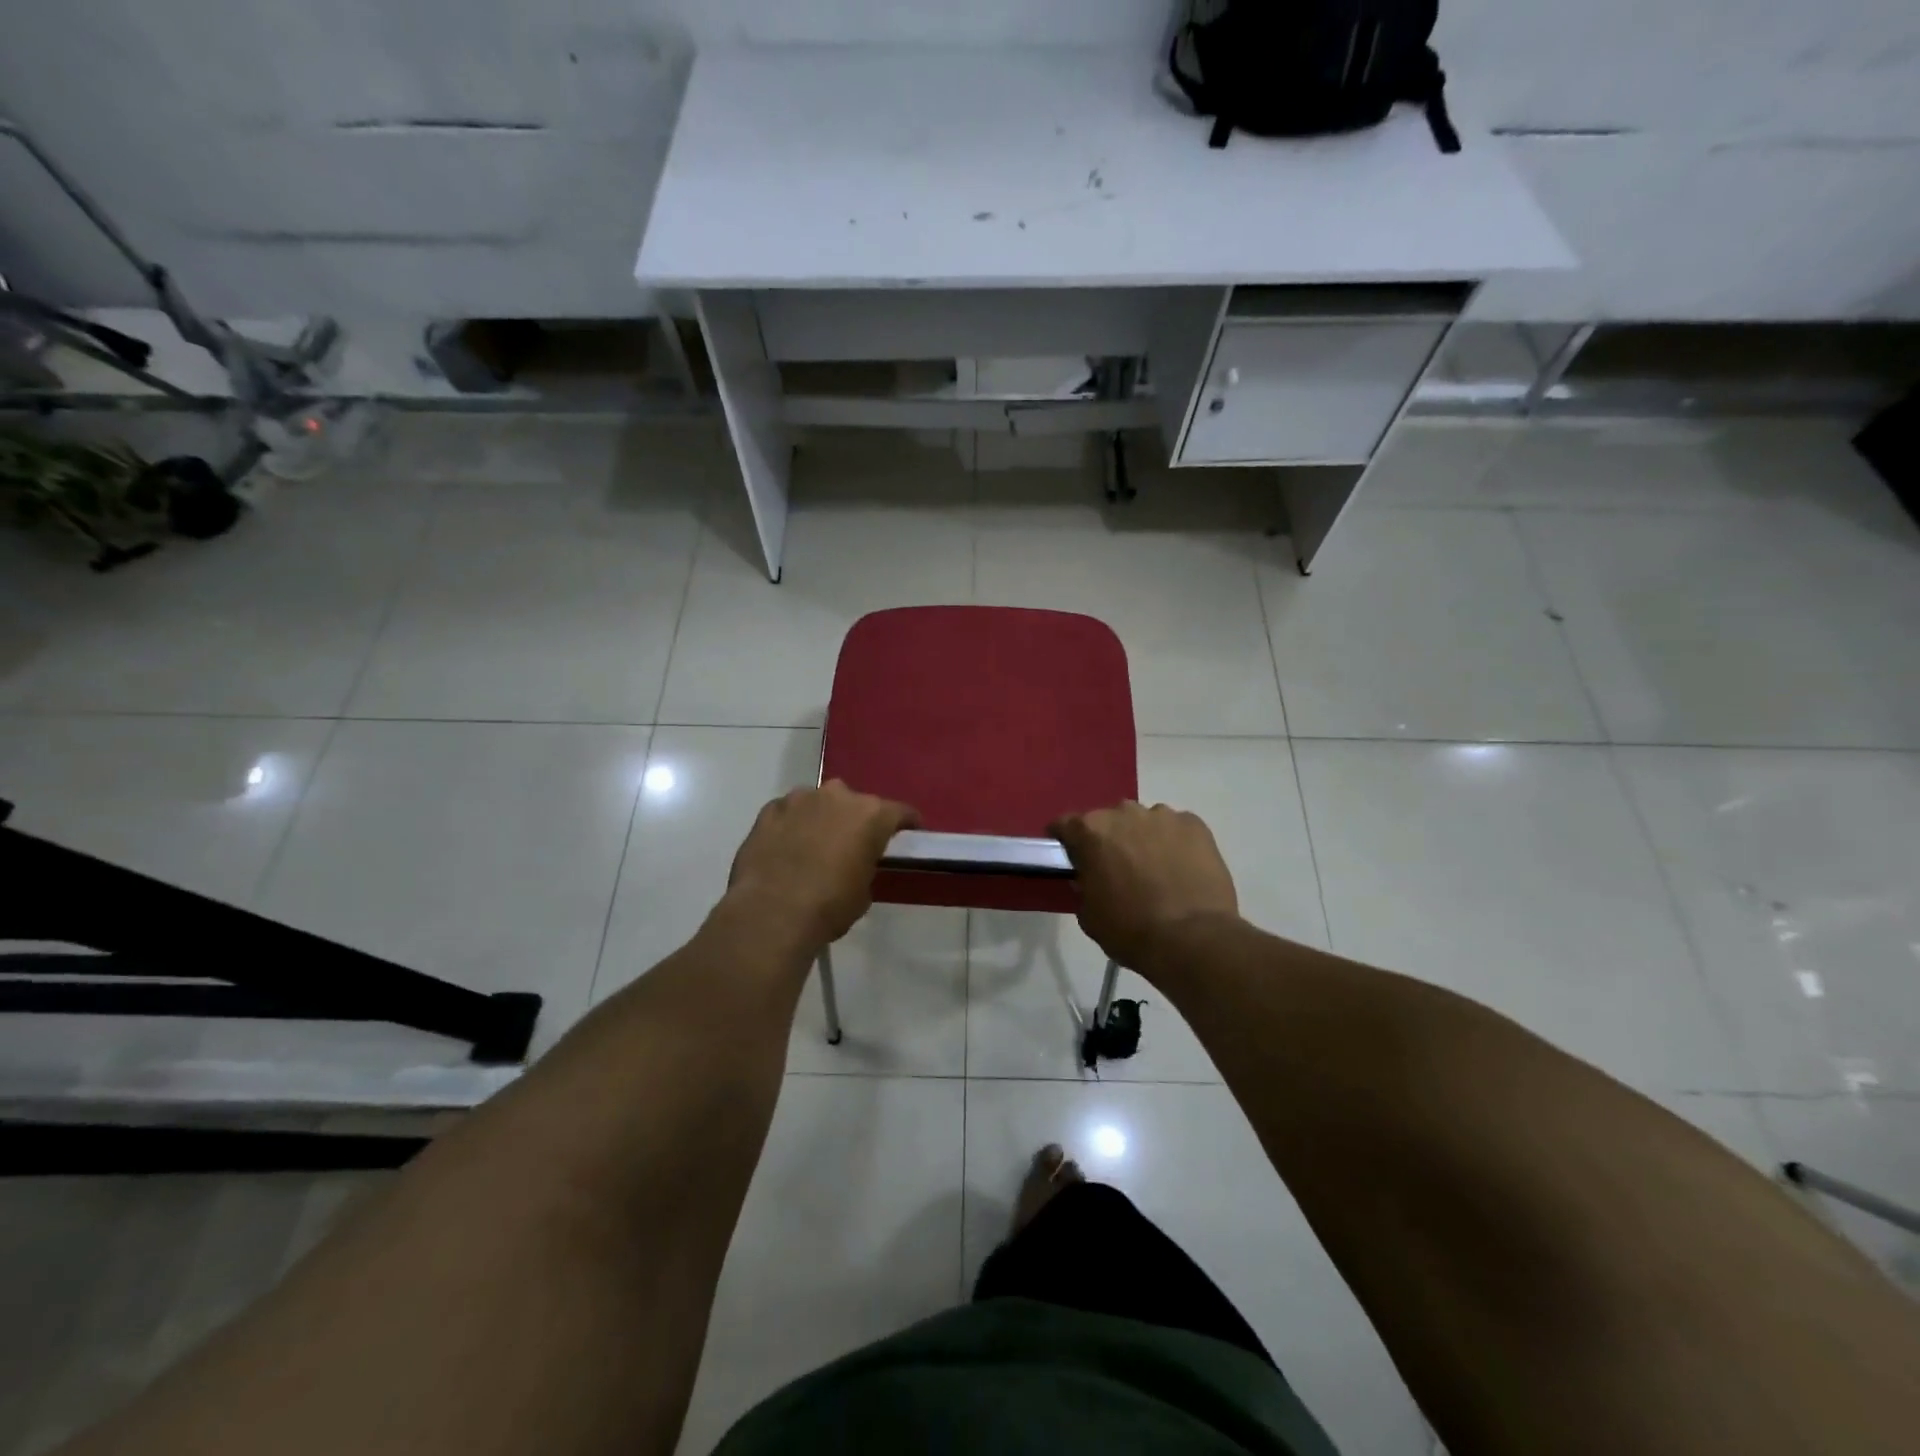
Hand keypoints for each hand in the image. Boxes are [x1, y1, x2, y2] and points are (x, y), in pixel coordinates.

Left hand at [727, 780, 919, 950]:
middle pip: (856, 803)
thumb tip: (854, 864)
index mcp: (871, 815)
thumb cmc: (829, 906)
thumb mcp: (863, 892)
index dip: (906, 825)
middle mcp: (838, 795)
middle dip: (856, 820)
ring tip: (814, 845)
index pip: (900, 812)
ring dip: (822, 818)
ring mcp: (799, 799)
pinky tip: (786, 847)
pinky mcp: (769, 810)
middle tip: (852, 845)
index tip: (907, 835)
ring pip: (819, 803)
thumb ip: (865, 865)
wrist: (771, 914)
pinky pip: (789, 813)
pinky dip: (792, 825)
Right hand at [1050, 801, 1238, 967]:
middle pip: (1108, 821)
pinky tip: (1181, 870)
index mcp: (1091, 831)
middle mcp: (1124, 813)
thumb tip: (1091, 878)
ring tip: (1154, 871)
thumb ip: (1084, 886)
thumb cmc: (1131, 930)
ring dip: (1142, 839)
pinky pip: (1176, 829)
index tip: (1070, 857)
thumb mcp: (1088, 915)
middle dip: (1108, 840)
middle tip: (1117, 869)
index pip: (1065, 824)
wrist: (1194, 940)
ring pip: (1144, 822)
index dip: (1065, 841)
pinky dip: (1173, 844)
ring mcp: (1163, 816)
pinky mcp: (1195, 825)